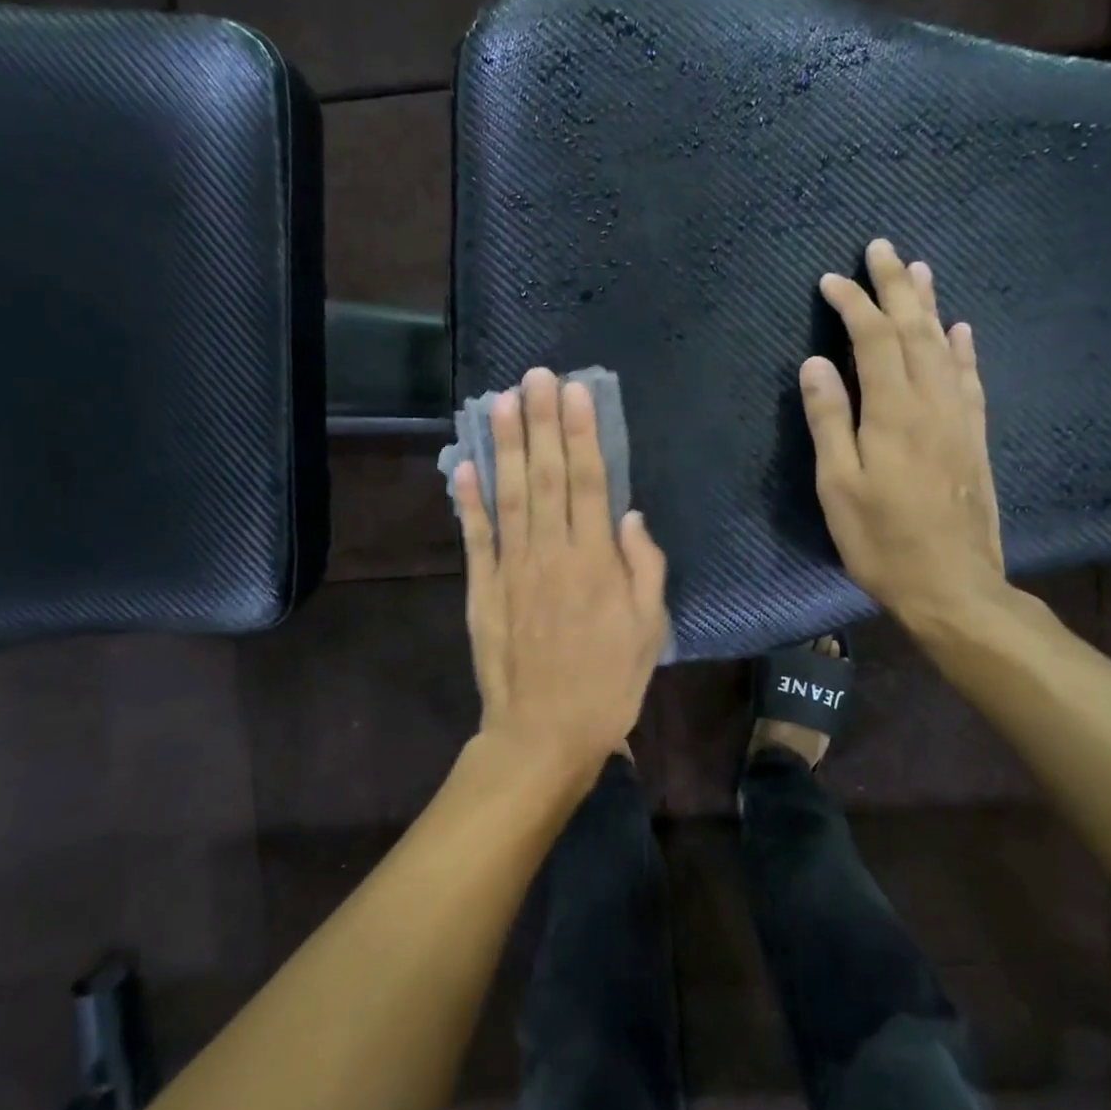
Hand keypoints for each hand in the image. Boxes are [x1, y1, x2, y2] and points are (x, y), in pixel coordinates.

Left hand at [454, 368, 668, 786]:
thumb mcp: (648, 630)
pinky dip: (466, 500)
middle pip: (545, 476)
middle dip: (541, 422)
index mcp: (596, 562)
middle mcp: (551, 553)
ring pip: (508, 495)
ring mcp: (511, 568)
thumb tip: (630, 516)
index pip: (589, 482)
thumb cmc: (608, 683)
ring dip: (503, 446)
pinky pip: (474, 537)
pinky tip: (462, 464)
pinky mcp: (482, 588)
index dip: (581, 434)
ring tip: (501, 401)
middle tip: (535, 375)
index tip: (574, 392)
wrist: (544, 734)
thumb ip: (644, 568)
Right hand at [801, 238, 1006, 634]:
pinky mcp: (974, 437)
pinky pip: (970, 378)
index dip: (853, 304)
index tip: (830, 280)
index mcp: (894, 411)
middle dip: (895, 286)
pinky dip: (963, 347)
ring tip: (919, 270)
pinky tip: (960, 330)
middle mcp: (933, 401)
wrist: (953, 586)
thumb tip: (816, 362)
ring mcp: (960, 418)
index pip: (873, 339)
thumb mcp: (838, 486)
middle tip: (882, 248)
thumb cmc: (882, 540)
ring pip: (945, 345)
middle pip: (914, 329)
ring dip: (929, 305)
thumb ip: (829, 420)